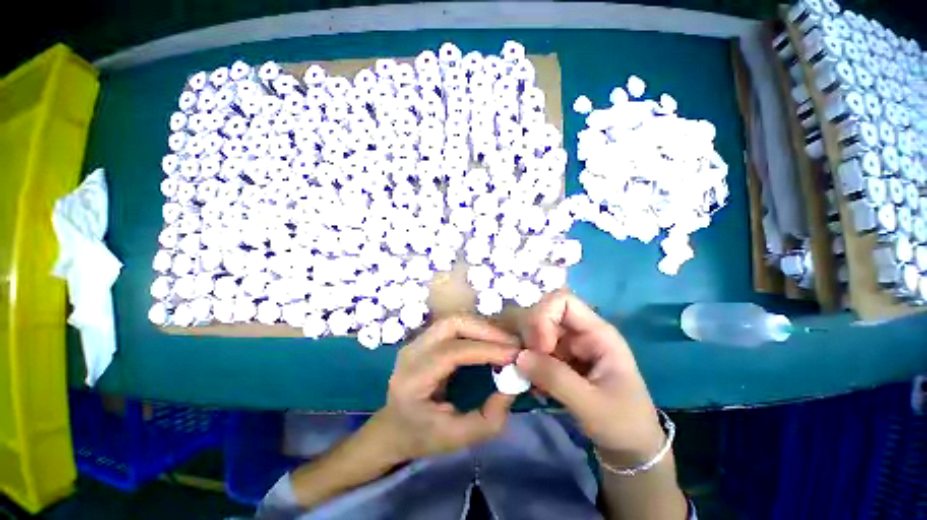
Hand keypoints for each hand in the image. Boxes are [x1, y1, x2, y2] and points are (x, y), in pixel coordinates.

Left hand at [370, 316, 520, 461]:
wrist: (393, 427)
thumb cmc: (422, 436)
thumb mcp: (457, 439)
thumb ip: (489, 419)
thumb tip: (512, 386)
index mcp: (412, 379)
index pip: (451, 352)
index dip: (485, 349)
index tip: (514, 354)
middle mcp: (411, 352)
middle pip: (451, 324)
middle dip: (485, 330)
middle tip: (512, 344)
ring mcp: (417, 341)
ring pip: (454, 320)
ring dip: (482, 326)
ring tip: (505, 341)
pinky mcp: (425, 337)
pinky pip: (454, 325)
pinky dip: (476, 328)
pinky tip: (490, 340)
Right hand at [515, 290, 663, 465]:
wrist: (630, 446)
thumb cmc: (623, 423)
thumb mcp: (592, 405)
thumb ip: (556, 379)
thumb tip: (519, 356)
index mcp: (597, 332)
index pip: (562, 301)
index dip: (544, 316)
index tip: (540, 348)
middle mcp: (579, 331)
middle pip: (543, 312)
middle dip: (530, 334)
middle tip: (526, 362)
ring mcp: (567, 344)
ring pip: (535, 330)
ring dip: (525, 349)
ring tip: (527, 375)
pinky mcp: (558, 358)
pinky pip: (534, 348)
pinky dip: (527, 361)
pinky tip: (533, 384)